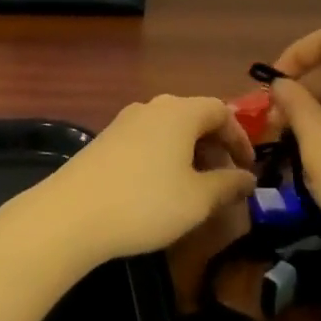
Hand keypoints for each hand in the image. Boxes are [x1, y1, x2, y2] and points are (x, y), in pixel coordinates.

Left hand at [29, 96, 256, 266]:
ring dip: (189, 153)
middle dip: (215, 146)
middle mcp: (153, 107)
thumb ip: (228, 185)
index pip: (221, 111)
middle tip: (224, 181)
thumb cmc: (146, 203)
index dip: (240, 138)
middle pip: (194, 117)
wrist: (72, 214)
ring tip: (195, 189)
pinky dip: (164, 157)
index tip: (248, 169)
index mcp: (180, 112)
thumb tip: (248, 179)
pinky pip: (147, 140)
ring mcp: (125, 121)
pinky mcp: (106, 139)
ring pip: (169, 129)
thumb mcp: (198, 200)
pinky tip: (160, 189)